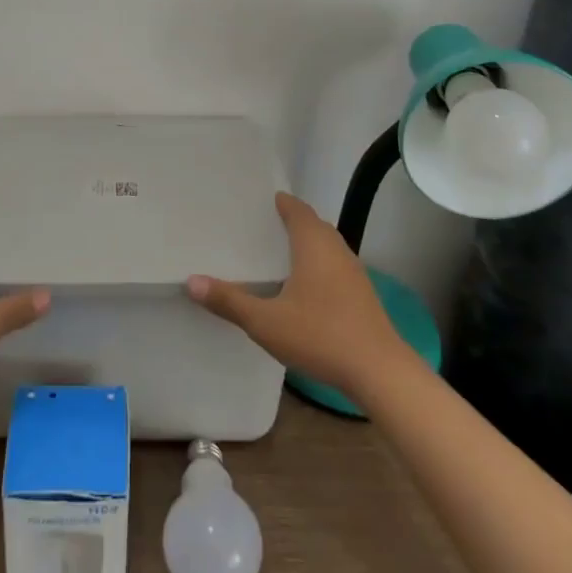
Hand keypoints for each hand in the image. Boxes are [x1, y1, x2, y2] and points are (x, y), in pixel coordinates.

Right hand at [187, 192, 411, 400]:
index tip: (263, 200)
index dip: (282, 202)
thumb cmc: (321, 336)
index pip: (297, 209)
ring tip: (282, 253)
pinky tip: (307, 287)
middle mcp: (336, 250)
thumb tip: (191, 281)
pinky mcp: (364, 295)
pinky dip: (320, 264)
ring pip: (328, 246)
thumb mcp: (266, 322)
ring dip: (308, 243)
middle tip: (265, 225)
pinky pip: (336, 266)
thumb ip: (229, 301)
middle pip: (314, 225)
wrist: (380, 372)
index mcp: (313, 244)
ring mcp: (354, 273)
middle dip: (293, 221)